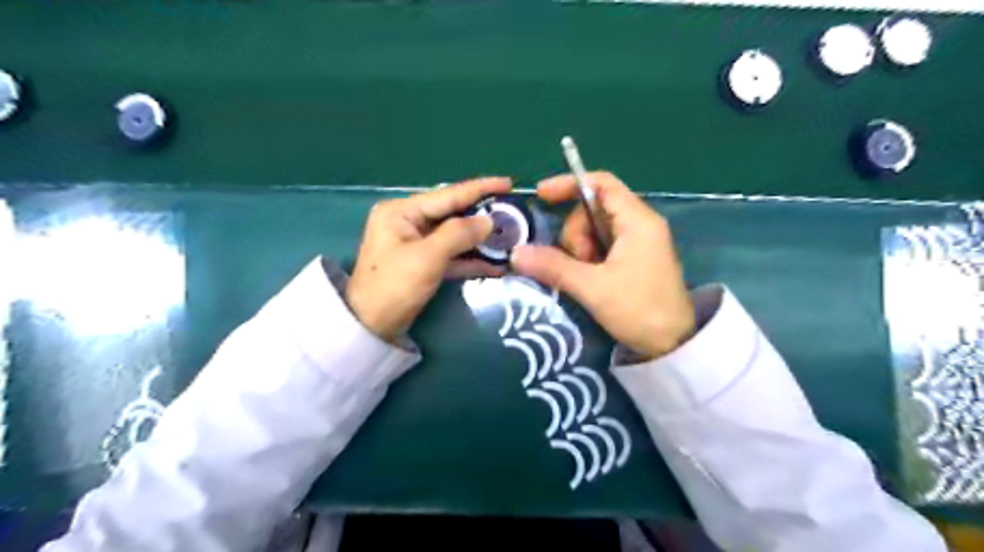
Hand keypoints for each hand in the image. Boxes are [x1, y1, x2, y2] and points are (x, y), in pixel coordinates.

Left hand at [347, 177, 515, 340]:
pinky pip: (451, 256)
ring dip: (480, 241)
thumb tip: (488, 220)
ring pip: (455, 236)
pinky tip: (495, 265)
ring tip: (510, 239)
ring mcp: (415, 243)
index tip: (508, 184)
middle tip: (513, 215)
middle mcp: (408, 222)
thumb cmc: (394, 286)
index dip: (480, 188)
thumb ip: (459, 234)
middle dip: (482, 217)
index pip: (448, 194)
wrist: (370, 327)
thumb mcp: (427, 257)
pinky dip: (470, 260)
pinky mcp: (423, 263)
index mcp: (402, 211)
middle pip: (452, 214)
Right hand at [511, 172, 694, 361]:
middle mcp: (639, 224)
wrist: (674, 345)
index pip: (601, 183)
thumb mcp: (593, 287)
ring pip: (594, 231)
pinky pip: (602, 247)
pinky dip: (589, 259)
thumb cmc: (639, 310)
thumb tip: (516, 253)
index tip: (542, 196)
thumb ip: (554, 267)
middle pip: (592, 210)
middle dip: (576, 234)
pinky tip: (588, 279)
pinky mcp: (634, 260)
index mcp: (637, 221)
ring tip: (586, 278)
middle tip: (578, 263)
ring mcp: (637, 243)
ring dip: (580, 251)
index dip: (569, 184)